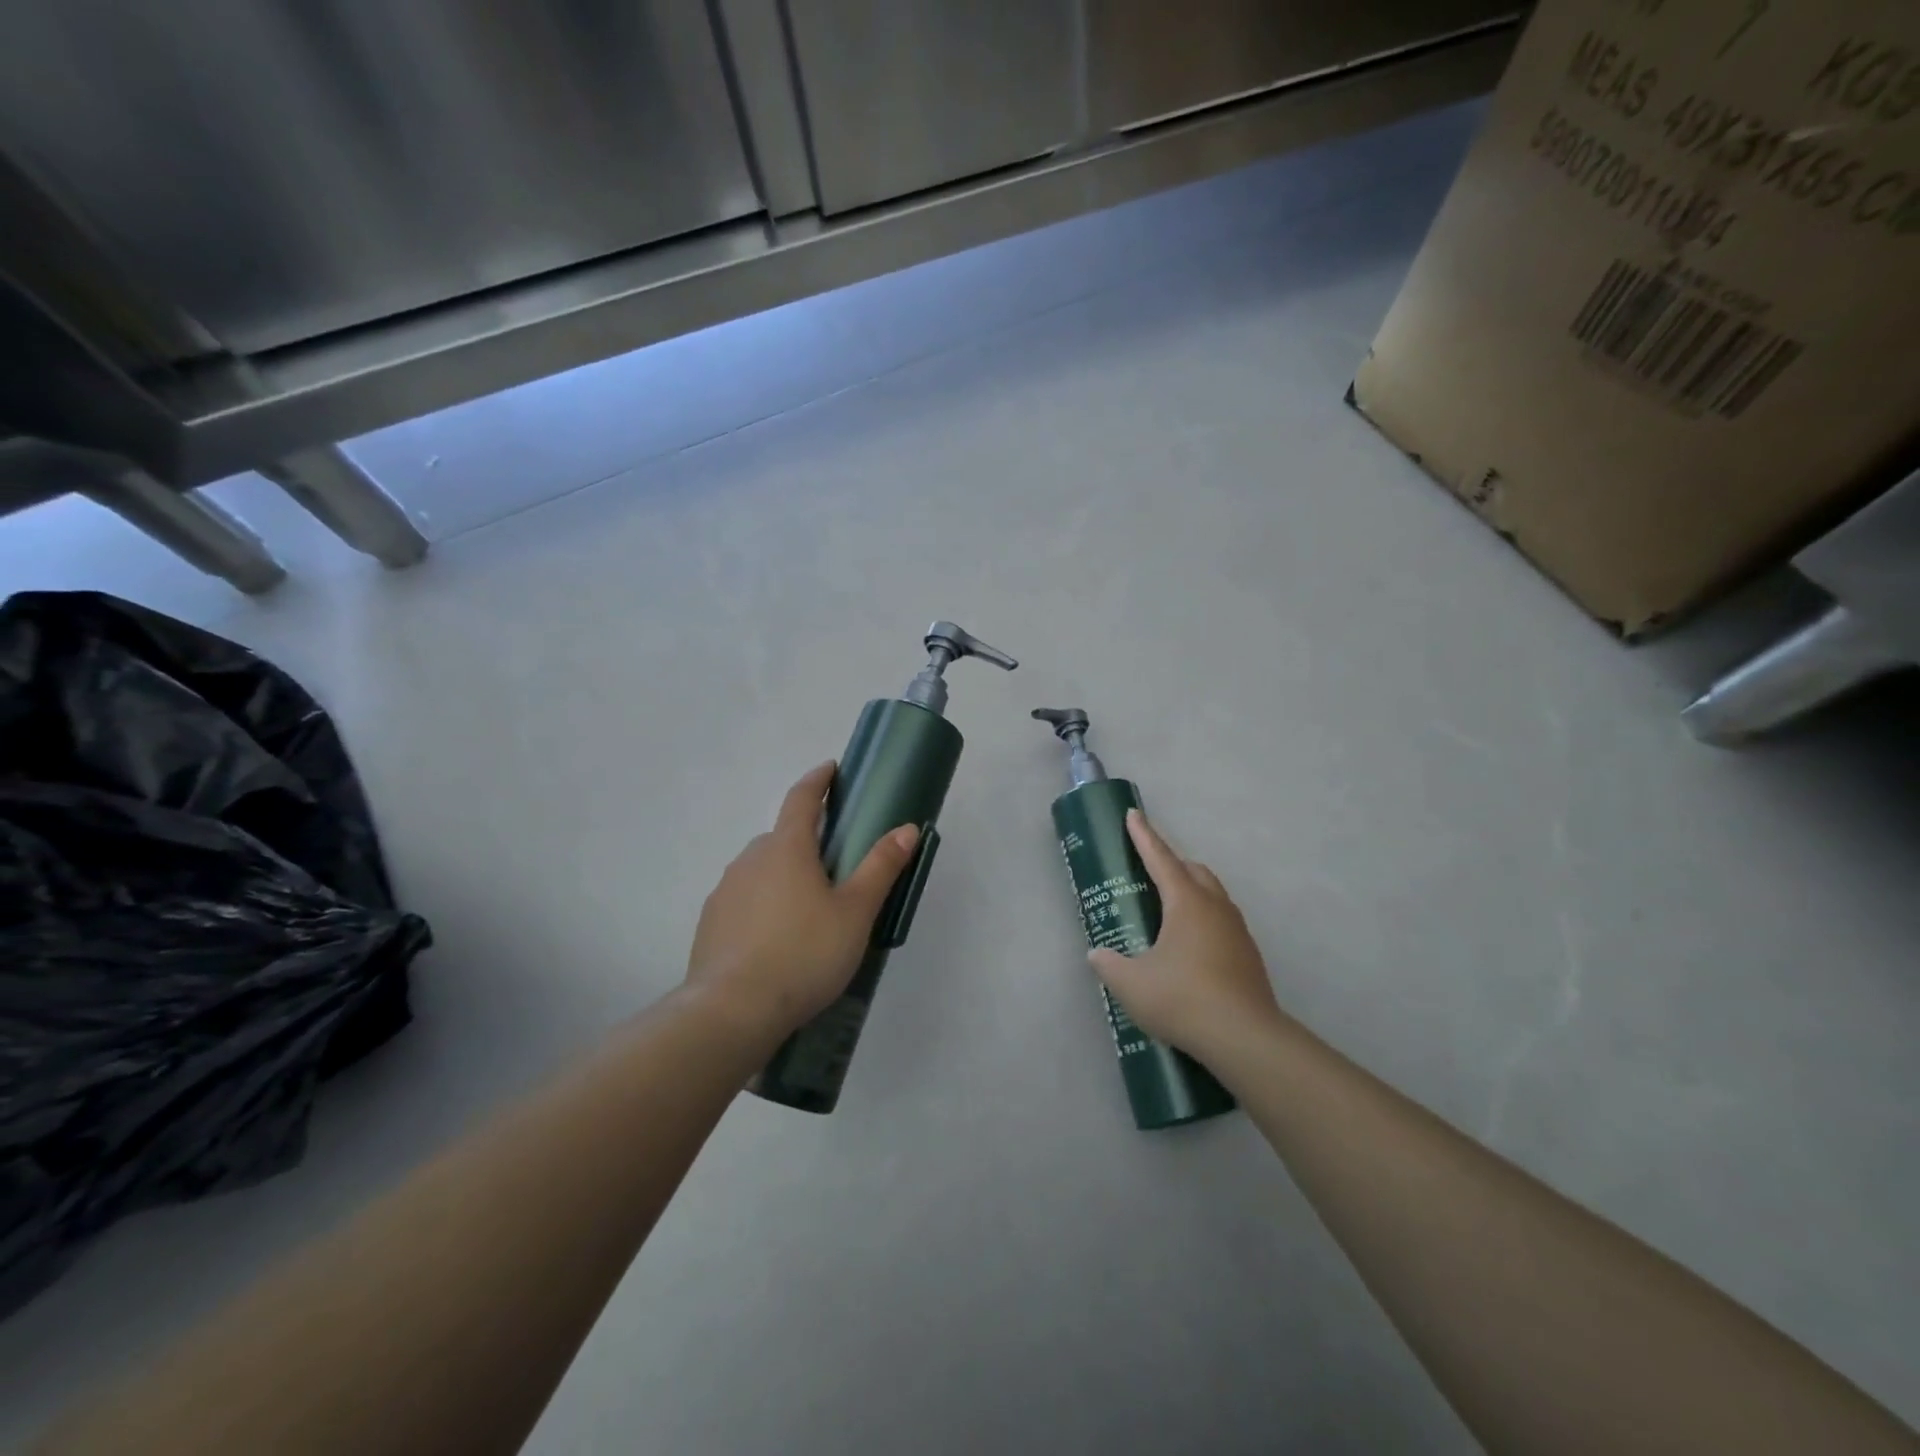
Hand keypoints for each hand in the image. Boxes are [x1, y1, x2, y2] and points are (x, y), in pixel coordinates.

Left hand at [686, 761, 919, 1041]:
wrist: (733, 1010)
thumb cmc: (804, 953)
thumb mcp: (855, 912)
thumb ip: (880, 867)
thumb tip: (907, 828)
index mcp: (786, 848)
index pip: (802, 799)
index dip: (818, 780)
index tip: (831, 768)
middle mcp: (750, 859)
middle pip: (782, 836)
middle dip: (806, 839)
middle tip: (834, 863)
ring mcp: (725, 891)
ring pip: (761, 869)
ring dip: (783, 874)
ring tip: (807, 909)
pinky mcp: (711, 923)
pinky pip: (744, 899)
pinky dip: (763, 904)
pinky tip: (776, 938)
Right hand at [1089, 810, 1282, 1057]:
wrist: (1245, 1039)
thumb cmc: (1183, 999)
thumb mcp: (1131, 984)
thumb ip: (1109, 964)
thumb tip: (1098, 954)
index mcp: (1186, 902)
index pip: (1160, 858)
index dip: (1144, 836)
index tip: (1134, 814)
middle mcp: (1215, 907)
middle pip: (1194, 871)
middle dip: (1171, 863)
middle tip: (1149, 870)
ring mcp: (1237, 931)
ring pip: (1213, 895)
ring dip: (1191, 890)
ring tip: (1169, 910)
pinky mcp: (1248, 956)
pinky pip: (1222, 922)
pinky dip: (1204, 919)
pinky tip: (1190, 947)